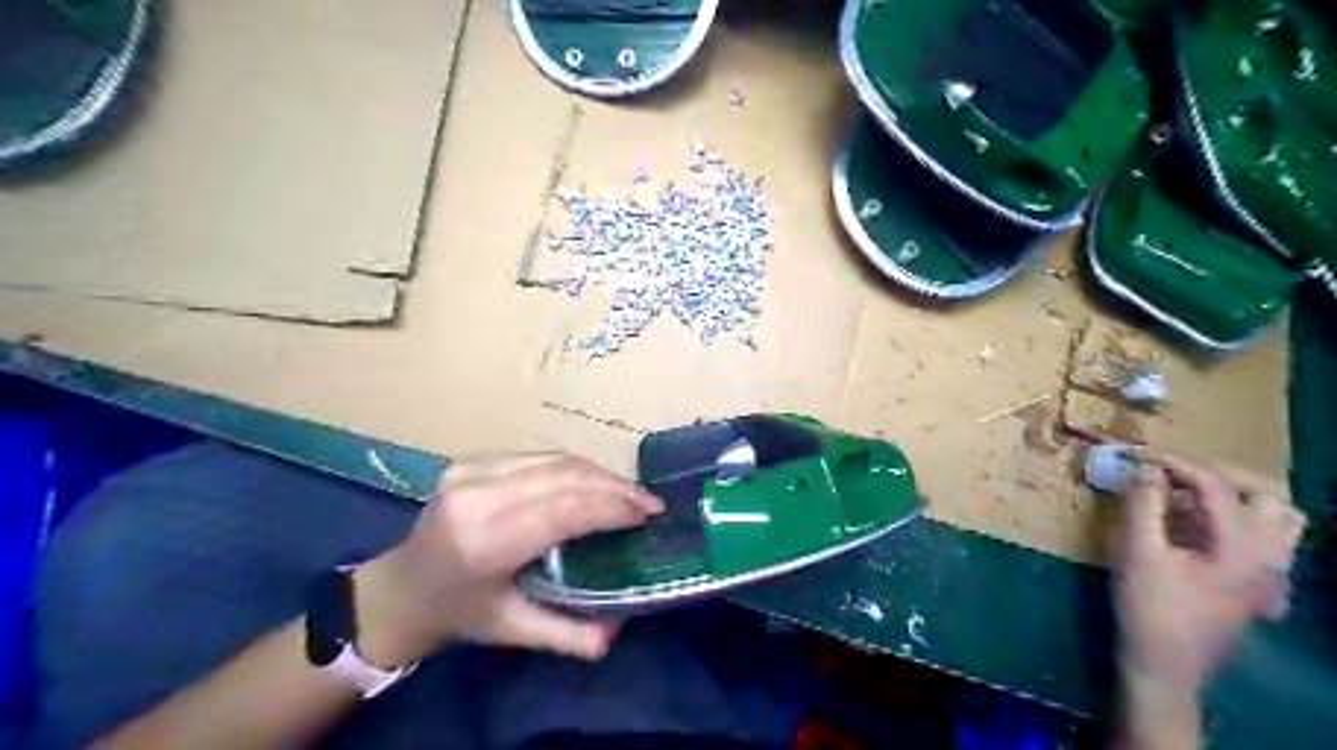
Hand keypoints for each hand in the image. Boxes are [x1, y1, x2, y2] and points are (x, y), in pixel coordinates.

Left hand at [349, 454, 661, 665]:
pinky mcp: (471, 460)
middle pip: (564, 476)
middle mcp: (475, 497)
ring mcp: (470, 471)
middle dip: (615, 487)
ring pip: (554, 460)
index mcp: (482, 543)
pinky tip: (593, 483)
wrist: (399, 588)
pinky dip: (573, 468)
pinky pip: (538, 457)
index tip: (648, 515)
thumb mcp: (512, 632)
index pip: (561, 510)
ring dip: (599, 474)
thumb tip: (620, 630)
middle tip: (650, 504)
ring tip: (629, 493)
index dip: (610, 507)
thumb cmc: (459, 612)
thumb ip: (568, 635)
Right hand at [1119, 451, 1307, 690]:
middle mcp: (1270, 557)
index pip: (1216, 485)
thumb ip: (1143, 504)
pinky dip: (1235, 524)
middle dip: (1219, 477)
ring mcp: (1270, 575)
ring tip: (1189, 500)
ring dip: (1236, 500)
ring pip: (1276, 521)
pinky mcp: (1257, 587)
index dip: (1176, 464)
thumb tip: (1146, 468)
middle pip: (1266, 497)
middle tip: (1174, 476)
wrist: (1165, 664)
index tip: (1140, 456)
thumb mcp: (1138, 550)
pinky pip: (1264, 542)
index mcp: (1245, 546)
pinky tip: (1195, 531)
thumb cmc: (1150, 606)